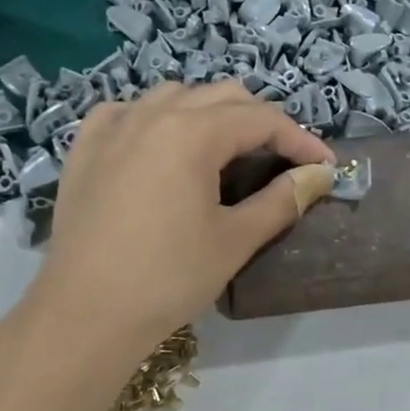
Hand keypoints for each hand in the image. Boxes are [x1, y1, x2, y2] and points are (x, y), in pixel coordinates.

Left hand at [26, 83, 332, 356]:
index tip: (324, 168)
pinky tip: (161, 146)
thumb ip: (282, 200)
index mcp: (191, 132)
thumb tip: (318, 176)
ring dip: (211, 114)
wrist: (86, 314)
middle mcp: (151, 114)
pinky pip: (129, 113)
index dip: (300, 140)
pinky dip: (157, 119)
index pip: (261, 119)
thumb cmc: (169, 277)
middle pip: (221, 96)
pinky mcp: (85, 150)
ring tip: (227, 153)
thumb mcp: (235, 240)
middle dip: (260, 122)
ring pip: (174, 96)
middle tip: (282, 162)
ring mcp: (112, 128)